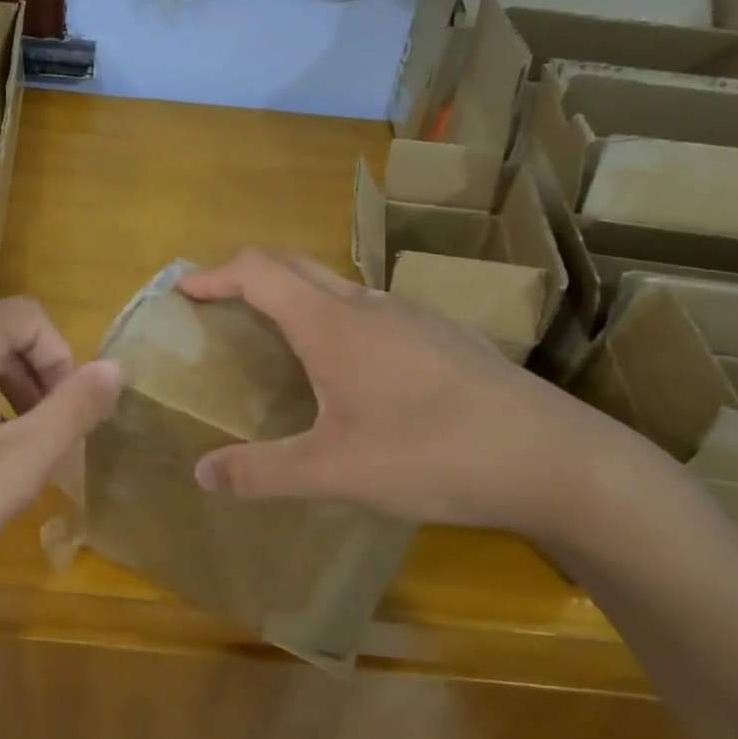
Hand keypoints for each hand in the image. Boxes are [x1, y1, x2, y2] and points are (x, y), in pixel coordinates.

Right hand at [176, 250, 681, 548]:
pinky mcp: (442, 335)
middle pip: (295, 265)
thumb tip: (201, 473)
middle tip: (221, 304)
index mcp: (333, 324)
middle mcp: (369, 305)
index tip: (185, 288)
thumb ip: (262, 472)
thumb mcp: (335, 473)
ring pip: (337, 286)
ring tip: (279, 338)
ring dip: (296, 295)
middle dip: (249, 274)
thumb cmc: (431, 455)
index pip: (259, 273)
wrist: (551, 457)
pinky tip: (352, 369)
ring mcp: (411, 315)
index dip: (215, 274)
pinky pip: (371, 309)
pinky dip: (336, 317)